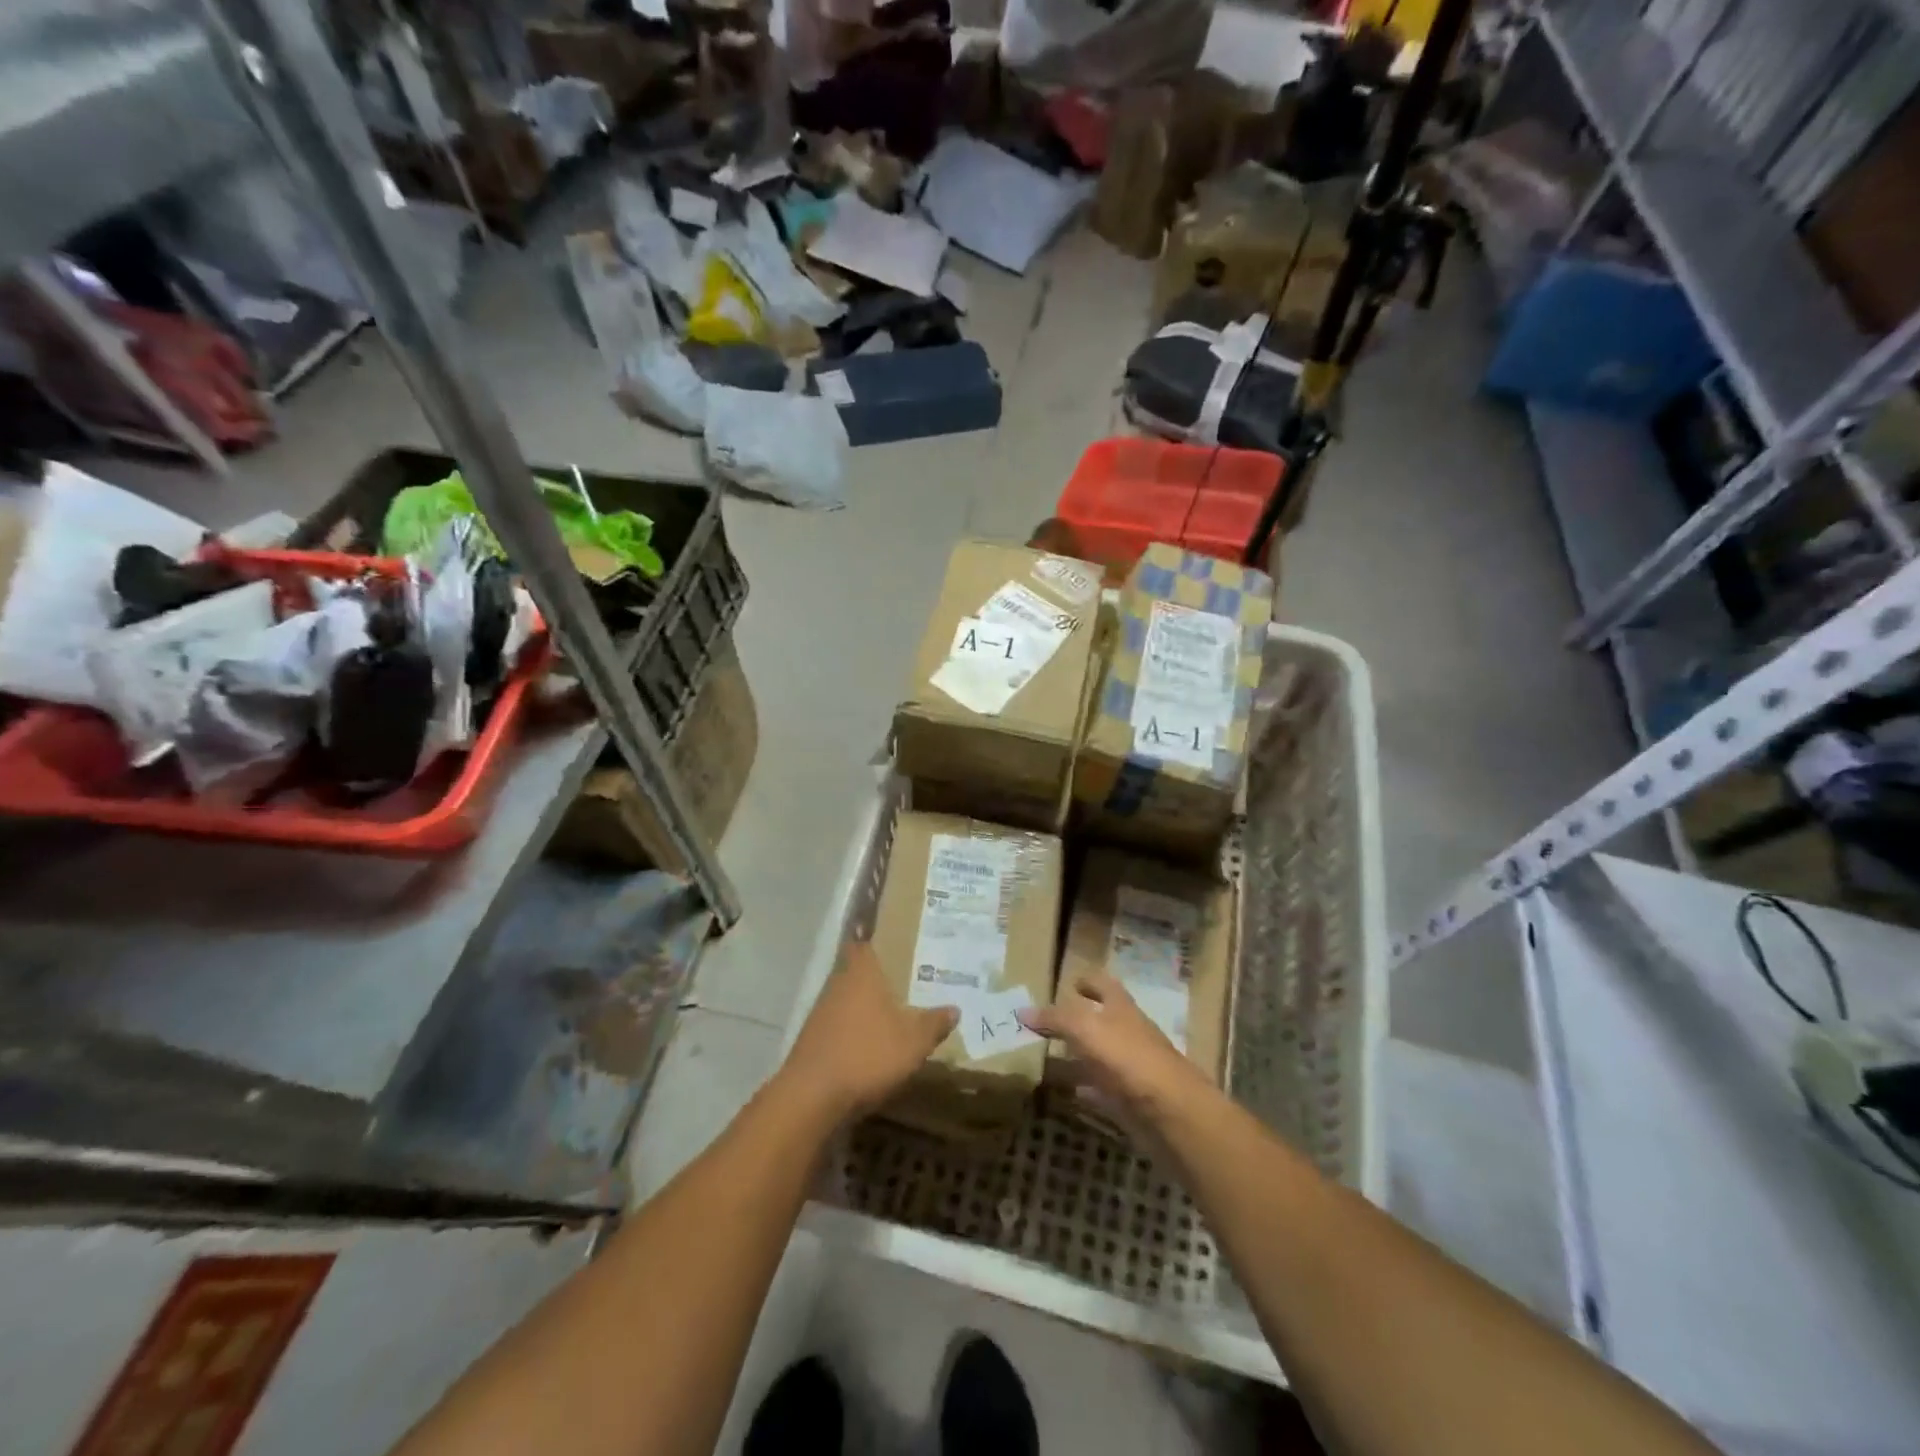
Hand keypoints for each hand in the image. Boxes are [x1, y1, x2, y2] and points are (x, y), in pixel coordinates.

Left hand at [778, 942, 958, 1124]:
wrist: (812, 1096)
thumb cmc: (867, 1053)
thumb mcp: (914, 1040)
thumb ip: (934, 1022)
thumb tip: (954, 1009)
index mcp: (860, 971)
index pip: (863, 939)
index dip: (876, 936)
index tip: (894, 935)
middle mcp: (837, 983)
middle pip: (858, 969)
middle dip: (879, 973)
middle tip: (907, 975)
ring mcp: (821, 1011)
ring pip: (849, 997)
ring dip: (867, 1004)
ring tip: (896, 1009)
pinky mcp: (814, 1039)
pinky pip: (840, 1023)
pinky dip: (856, 1028)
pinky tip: (872, 1041)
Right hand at [1018, 972, 1211, 1126]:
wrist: (1172, 1114)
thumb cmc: (1129, 1059)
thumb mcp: (1086, 1029)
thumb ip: (1056, 1018)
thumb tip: (1022, 1011)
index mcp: (1121, 1008)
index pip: (1102, 983)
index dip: (1087, 981)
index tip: (1069, 983)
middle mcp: (1128, 1032)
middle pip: (1101, 1020)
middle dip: (1077, 1019)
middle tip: (1045, 1023)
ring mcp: (1131, 1068)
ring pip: (1099, 1056)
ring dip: (1078, 1055)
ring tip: (1047, 1056)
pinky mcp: (1130, 1101)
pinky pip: (1102, 1090)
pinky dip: (1086, 1089)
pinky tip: (1069, 1092)